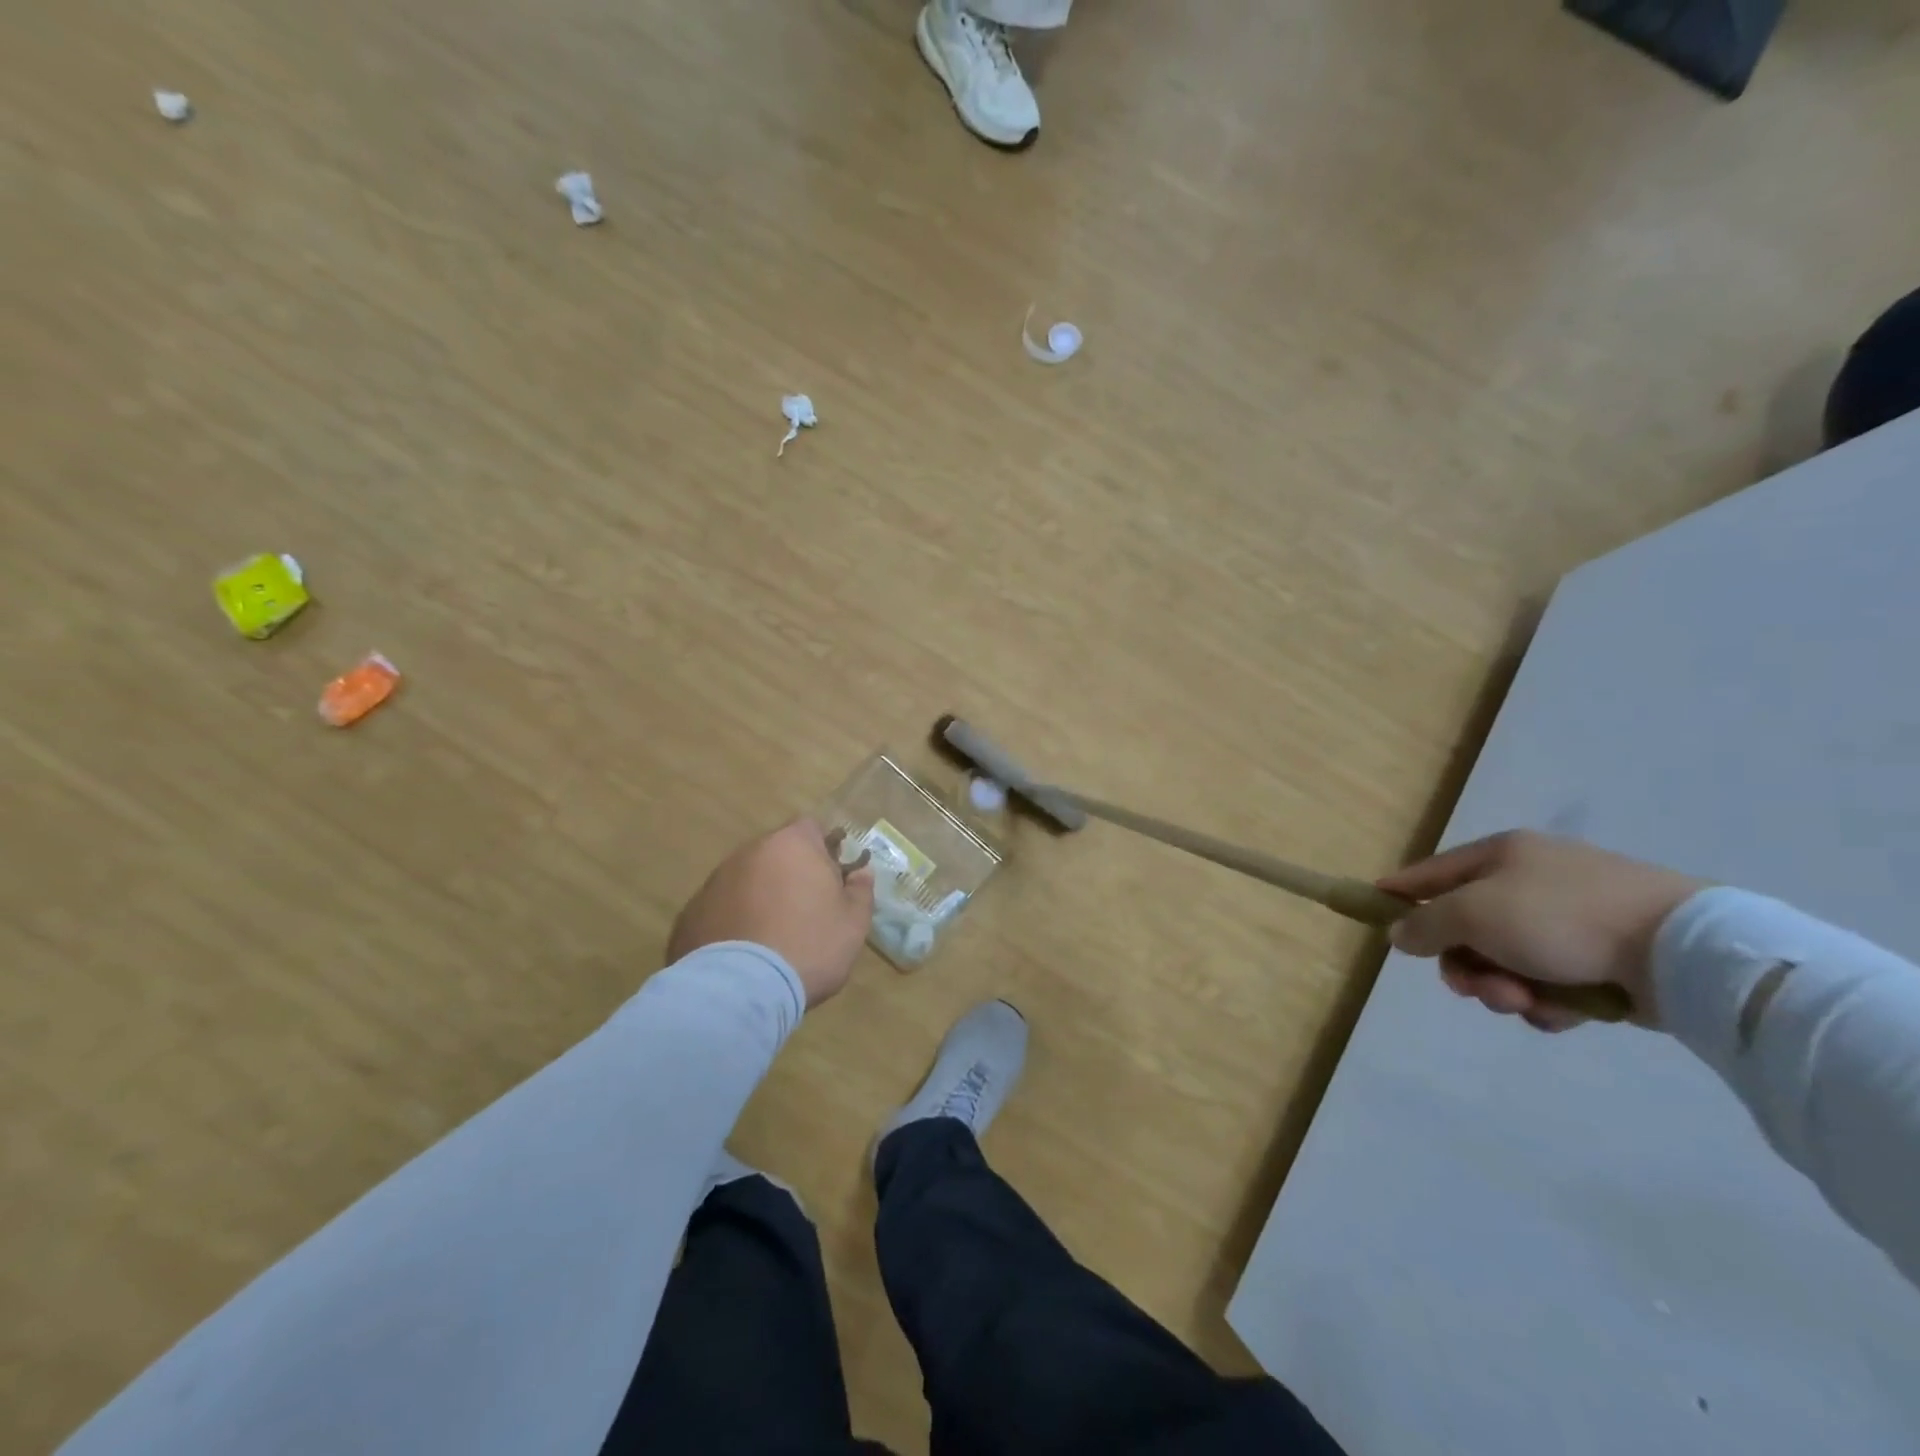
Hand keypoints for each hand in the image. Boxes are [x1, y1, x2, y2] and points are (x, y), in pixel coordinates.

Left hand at [667, 819, 875, 1007]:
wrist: (739, 990)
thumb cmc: (809, 946)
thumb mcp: (853, 923)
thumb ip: (860, 890)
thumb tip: (860, 873)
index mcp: (792, 845)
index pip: (812, 828)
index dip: (825, 851)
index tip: (832, 880)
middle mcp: (750, 852)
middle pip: (777, 853)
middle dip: (791, 874)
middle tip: (806, 911)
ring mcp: (715, 880)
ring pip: (748, 880)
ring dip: (761, 896)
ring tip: (773, 937)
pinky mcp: (691, 912)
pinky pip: (722, 907)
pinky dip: (734, 921)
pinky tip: (744, 953)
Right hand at [1376, 831, 1705, 1031]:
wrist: (1681, 950)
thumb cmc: (1560, 917)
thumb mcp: (1474, 914)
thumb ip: (1426, 924)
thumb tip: (1399, 933)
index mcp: (1501, 856)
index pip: (1431, 873)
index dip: (1400, 892)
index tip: (1373, 911)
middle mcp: (1531, 881)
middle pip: (1468, 928)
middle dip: (1466, 965)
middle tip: (1475, 989)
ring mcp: (1571, 919)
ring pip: (1507, 961)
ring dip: (1505, 988)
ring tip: (1528, 1004)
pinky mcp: (1604, 958)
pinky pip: (1550, 982)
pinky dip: (1548, 1001)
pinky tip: (1562, 1012)